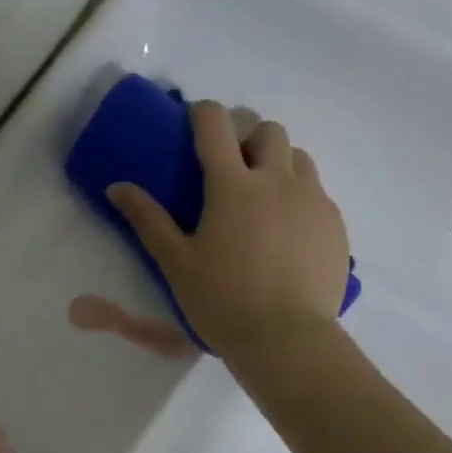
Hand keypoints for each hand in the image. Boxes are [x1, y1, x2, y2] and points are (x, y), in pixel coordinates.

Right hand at [108, 100, 348, 361]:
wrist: (285, 339)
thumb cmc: (221, 300)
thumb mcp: (175, 262)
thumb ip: (147, 219)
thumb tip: (117, 187)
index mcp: (232, 185)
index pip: (216, 124)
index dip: (202, 113)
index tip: (192, 123)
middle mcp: (277, 180)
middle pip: (267, 130)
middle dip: (246, 136)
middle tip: (230, 168)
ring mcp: (312, 199)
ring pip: (297, 156)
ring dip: (276, 162)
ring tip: (260, 197)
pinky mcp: (334, 223)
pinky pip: (316, 191)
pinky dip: (297, 195)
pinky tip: (284, 231)